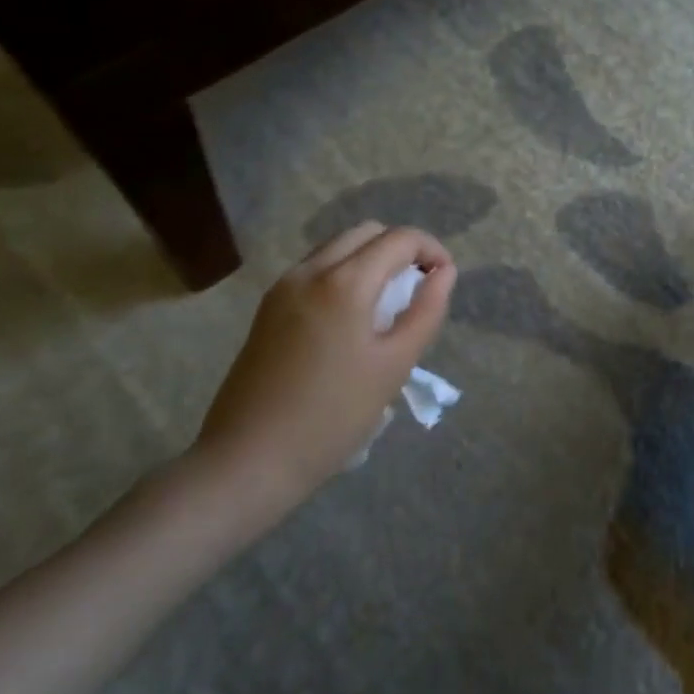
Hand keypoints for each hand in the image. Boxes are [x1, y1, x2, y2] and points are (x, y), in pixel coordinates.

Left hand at [192, 222, 455, 523]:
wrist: (248, 460)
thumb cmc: (332, 416)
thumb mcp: (394, 366)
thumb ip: (426, 311)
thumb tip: (444, 273)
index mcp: (344, 282)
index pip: (399, 239)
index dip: (431, 250)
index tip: (445, 280)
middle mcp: (309, 271)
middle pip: (366, 233)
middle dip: (401, 250)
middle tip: (420, 289)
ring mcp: (282, 288)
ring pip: (338, 249)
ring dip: (371, 261)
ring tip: (390, 306)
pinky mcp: (268, 309)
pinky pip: (316, 271)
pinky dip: (345, 276)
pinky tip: (353, 320)